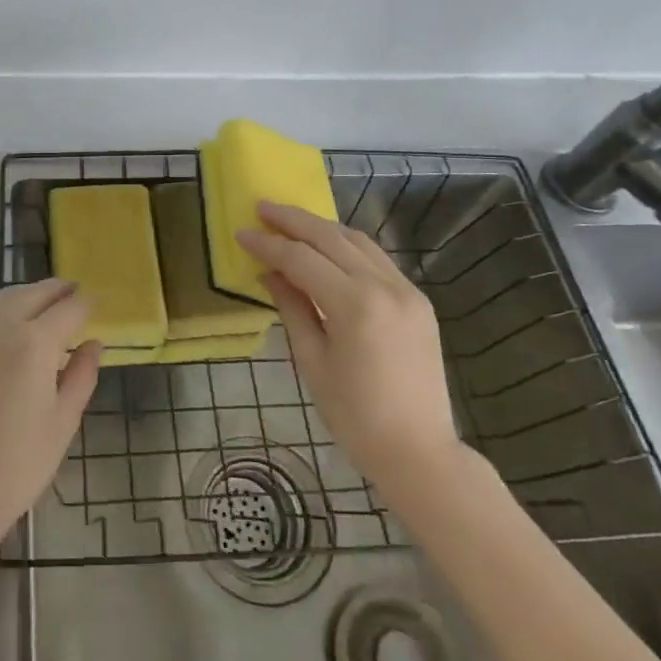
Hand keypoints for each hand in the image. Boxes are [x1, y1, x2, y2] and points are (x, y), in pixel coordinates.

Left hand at [0, 280, 100, 557]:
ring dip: (27, 297)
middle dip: (56, 290)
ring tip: (44, 307)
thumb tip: (93, 343)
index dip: (86, 303)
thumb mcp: (63, 422)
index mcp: (34, 343)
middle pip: (32, 294)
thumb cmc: (19, 465)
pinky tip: (9, 334)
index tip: (97, 301)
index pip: (68, 309)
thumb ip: (81, 375)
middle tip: (73, 292)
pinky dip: (1, 315)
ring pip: (3, 301)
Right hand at [237, 202, 466, 503]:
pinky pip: (377, 259)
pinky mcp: (418, 300)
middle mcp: (384, 287)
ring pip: (358, 241)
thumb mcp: (313, 362)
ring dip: (321, 227)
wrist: (419, 451)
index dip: (268, 245)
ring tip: (290, 221)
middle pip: (331, 238)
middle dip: (293, 220)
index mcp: (355, 306)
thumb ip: (292, 308)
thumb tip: (270, 273)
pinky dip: (347, 245)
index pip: (301, 259)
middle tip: (262, 208)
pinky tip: (328, 247)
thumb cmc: (355, 416)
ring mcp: (406, 290)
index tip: (241, 233)